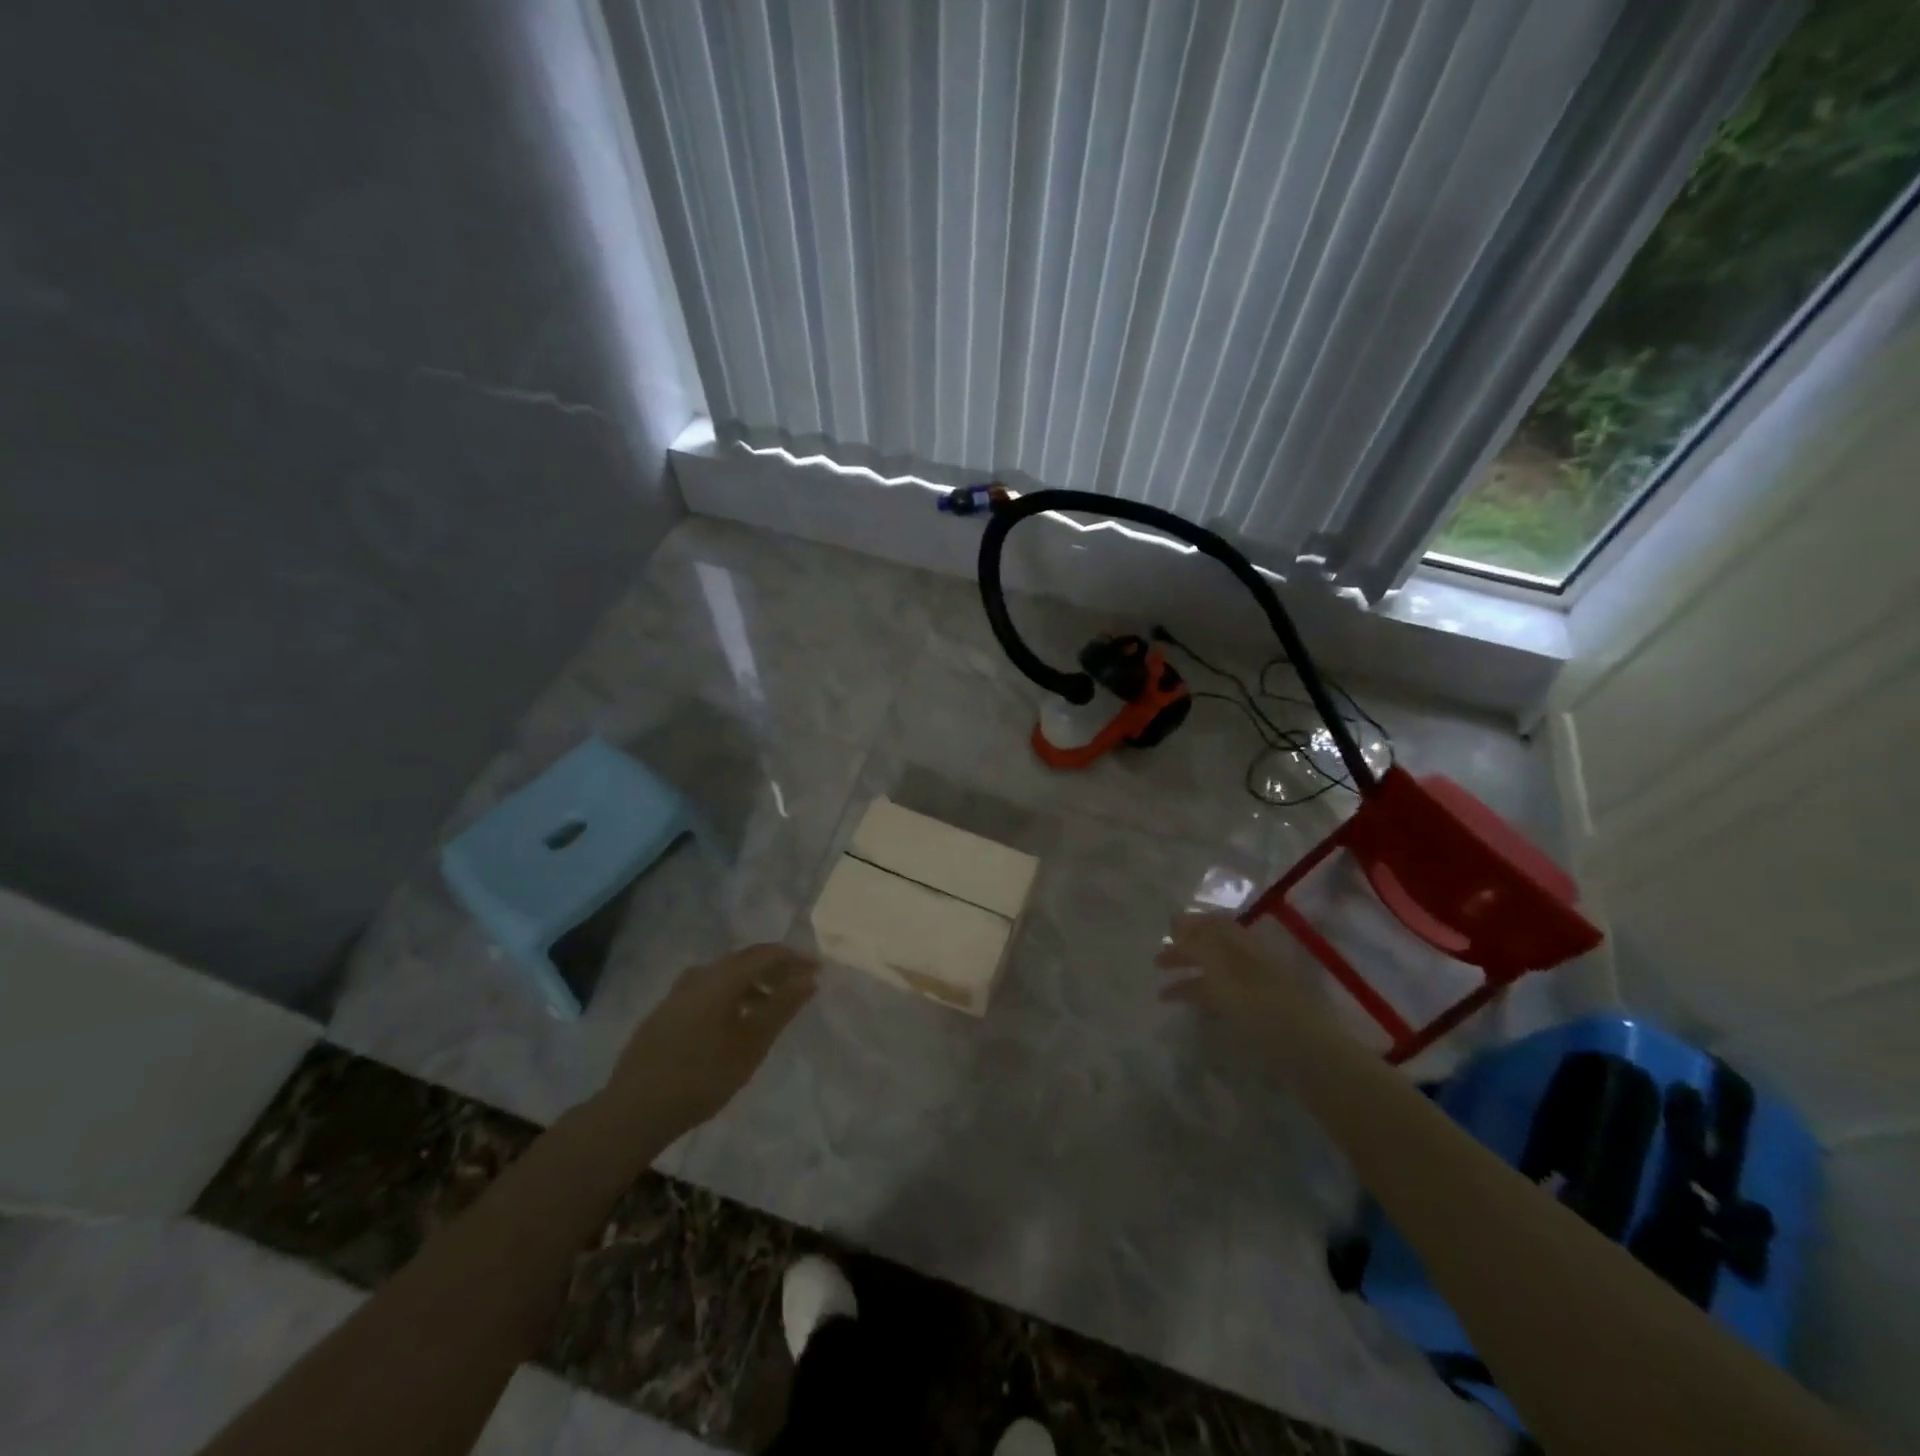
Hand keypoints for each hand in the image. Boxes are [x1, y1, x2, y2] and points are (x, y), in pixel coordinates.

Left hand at [600, 944, 818, 1140]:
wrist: (634, 1110)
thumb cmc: (702, 1076)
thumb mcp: (752, 1043)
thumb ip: (782, 1007)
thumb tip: (809, 978)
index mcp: (721, 977)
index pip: (766, 953)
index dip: (794, 958)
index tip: (817, 969)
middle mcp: (699, 975)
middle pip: (744, 960)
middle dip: (774, 969)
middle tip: (798, 985)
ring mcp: (678, 992)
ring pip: (724, 976)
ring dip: (752, 984)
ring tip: (770, 1007)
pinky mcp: (666, 1011)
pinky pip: (708, 990)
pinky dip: (731, 996)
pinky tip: (735, 1021)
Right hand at [1154, 911, 1324, 1038]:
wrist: (1300, 1044)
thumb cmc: (1256, 998)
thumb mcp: (1221, 965)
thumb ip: (1197, 941)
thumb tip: (1176, 919)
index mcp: (1241, 940)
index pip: (1213, 922)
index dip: (1190, 923)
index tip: (1166, 929)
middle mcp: (1247, 956)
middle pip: (1211, 947)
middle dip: (1184, 951)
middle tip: (1157, 962)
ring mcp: (1253, 984)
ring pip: (1214, 973)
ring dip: (1189, 977)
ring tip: (1162, 992)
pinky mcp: (1255, 1009)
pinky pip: (1222, 995)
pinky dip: (1202, 997)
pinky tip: (1189, 1007)